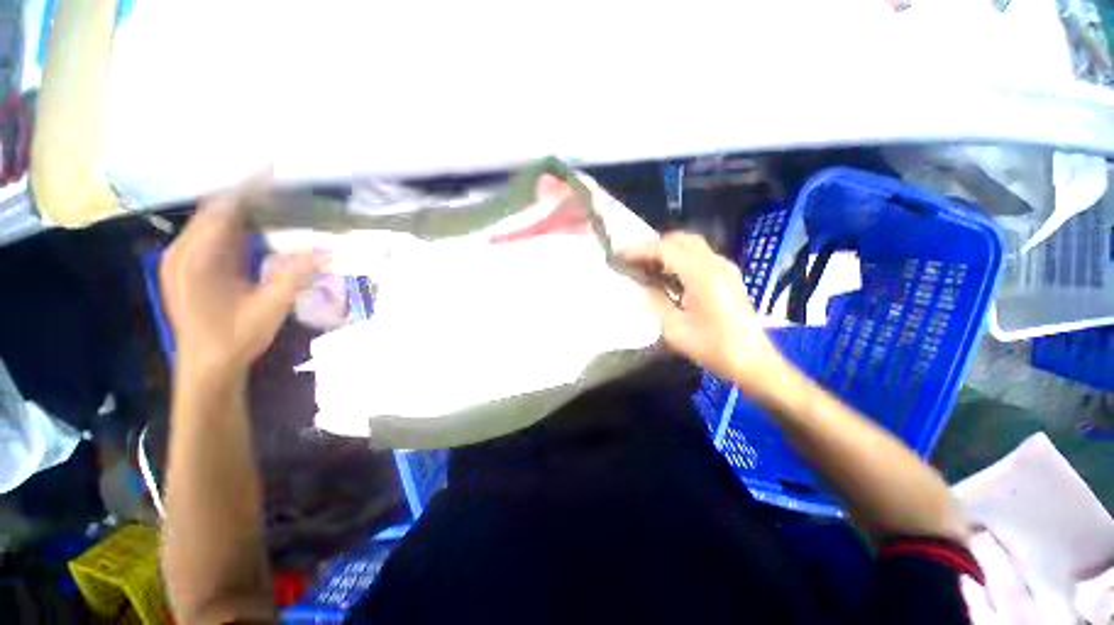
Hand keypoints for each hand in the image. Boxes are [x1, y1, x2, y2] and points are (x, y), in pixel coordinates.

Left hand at [160, 180, 319, 377]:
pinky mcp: (189, 266)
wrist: (207, 365)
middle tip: (279, 182)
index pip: (223, 210)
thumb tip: (326, 251)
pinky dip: (234, 224)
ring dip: (240, 208)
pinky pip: (211, 235)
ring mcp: (183, 259)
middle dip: (245, 193)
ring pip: (212, 221)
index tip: (271, 167)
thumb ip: (294, 276)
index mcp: (197, 260)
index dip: (248, 186)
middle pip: (215, 210)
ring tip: (271, 197)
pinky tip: (254, 224)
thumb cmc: (235, 338)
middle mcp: (183, 252)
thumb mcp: (270, 309)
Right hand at [619, 233, 787, 391]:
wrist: (753, 361)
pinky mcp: (728, 275)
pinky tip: (668, 273)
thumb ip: (656, 302)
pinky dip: (680, 257)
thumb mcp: (675, 329)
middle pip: (680, 240)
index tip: (620, 254)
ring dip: (667, 250)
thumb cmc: (713, 348)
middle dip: (654, 246)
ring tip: (646, 265)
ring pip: (691, 245)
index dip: (640, 250)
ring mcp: (725, 267)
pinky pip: (699, 255)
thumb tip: (645, 286)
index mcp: (702, 275)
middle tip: (633, 260)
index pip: (666, 250)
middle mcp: (716, 263)